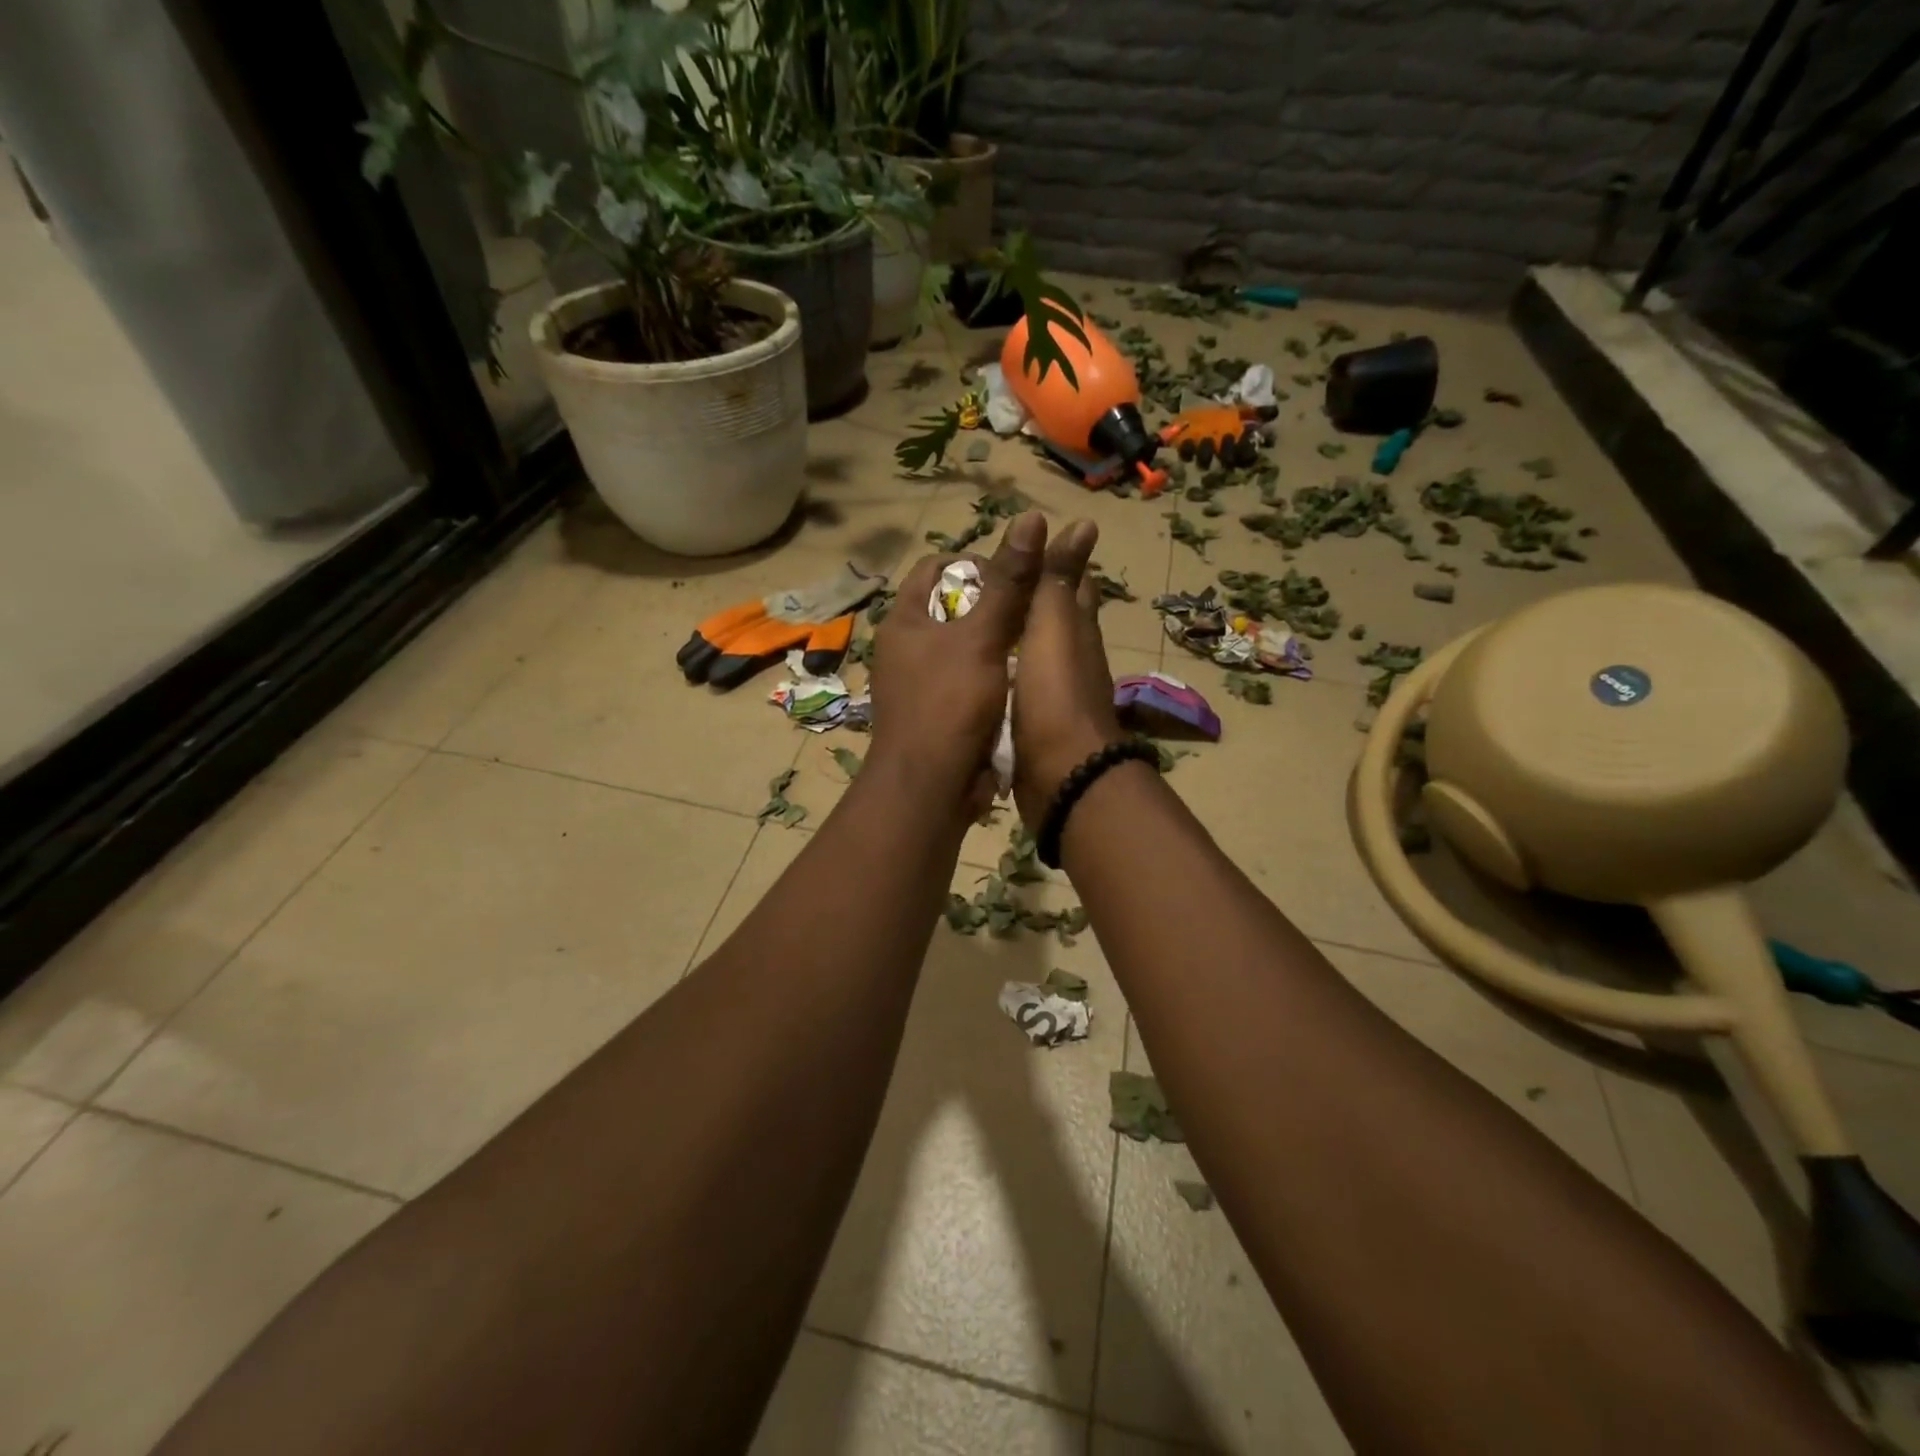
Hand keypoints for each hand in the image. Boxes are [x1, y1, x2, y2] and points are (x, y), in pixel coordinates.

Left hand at [866, 511, 1046, 815]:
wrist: (929, 789)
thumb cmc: (948, 704)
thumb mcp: (981, 638)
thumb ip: (1008, 582)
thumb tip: (1031, 519)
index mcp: (905, 620)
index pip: (937, 569)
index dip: (976, 562)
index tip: (1015, 575)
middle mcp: (908, 647)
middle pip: (955, 607)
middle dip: (995, 604)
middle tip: (1036, 607)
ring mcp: (922, 683)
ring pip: (967, 647)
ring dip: (999, 643)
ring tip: (1037, 640)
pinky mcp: (940, 714)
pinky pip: (971, 681)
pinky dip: (996, 676)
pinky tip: (1025, 679)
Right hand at [1009, 519, 1123, 827]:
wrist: (1061, 775)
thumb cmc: (1054, 694)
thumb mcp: (1053, 627)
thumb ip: (1059, 580)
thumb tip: (1084, 523)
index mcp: (1077, 632)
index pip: (1073, 586)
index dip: (1056, 564)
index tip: (1026, 548)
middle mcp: (1071, 661)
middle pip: (1054, 621)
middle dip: (1031, 601)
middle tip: (989, 586)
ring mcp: (1054, 696)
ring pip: (1034, 657)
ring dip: (1014, 640)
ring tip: (978, 625)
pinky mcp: (1035, 727)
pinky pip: (1018, 691)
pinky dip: (1004, 677)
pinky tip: (982, 675)